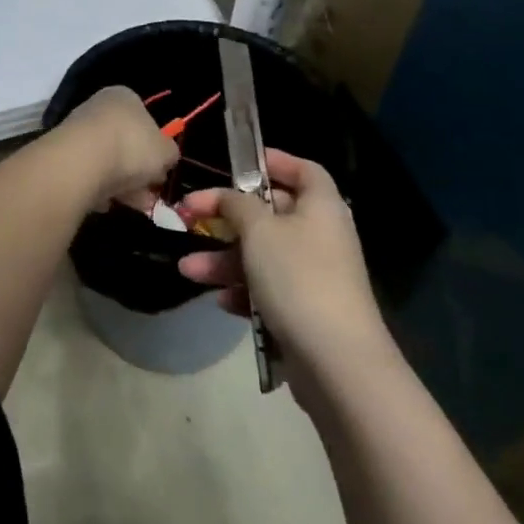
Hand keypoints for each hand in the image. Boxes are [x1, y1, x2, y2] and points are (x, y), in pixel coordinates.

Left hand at [54, 85, 180, 208]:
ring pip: (107, 162)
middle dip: (139, 172)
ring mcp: (77, 131)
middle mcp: (98, 108)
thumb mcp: (166, 152)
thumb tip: (165, 159)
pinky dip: (98, 190)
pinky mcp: (62, 156)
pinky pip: (88, 175)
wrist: (80, 163)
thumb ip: (169, 154)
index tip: (161, 171)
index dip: (156, 147)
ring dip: (122, 185)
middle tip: (149, 195)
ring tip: (134, 205)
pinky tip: (105, 203)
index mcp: (124, 97)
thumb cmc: (131, 147)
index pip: (145, 119)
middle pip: (126, 144)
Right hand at [176, 150, 390, 395]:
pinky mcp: (306, 310)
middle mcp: (321, 235)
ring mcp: (315, 275)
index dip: (273, 162)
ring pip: (262, 255)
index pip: (302, 169)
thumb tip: (227, 196)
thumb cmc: (297, 277)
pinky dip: (243, 291)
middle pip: (272, 213)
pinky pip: (268, 289)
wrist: (336, 361)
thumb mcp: (259, 230)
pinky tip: (220, 300)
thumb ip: (236, 204)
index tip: (238, 164)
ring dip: (224, 259)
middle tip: (190, 217)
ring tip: (187, 269)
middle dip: (227, 218)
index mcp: (321, 206)